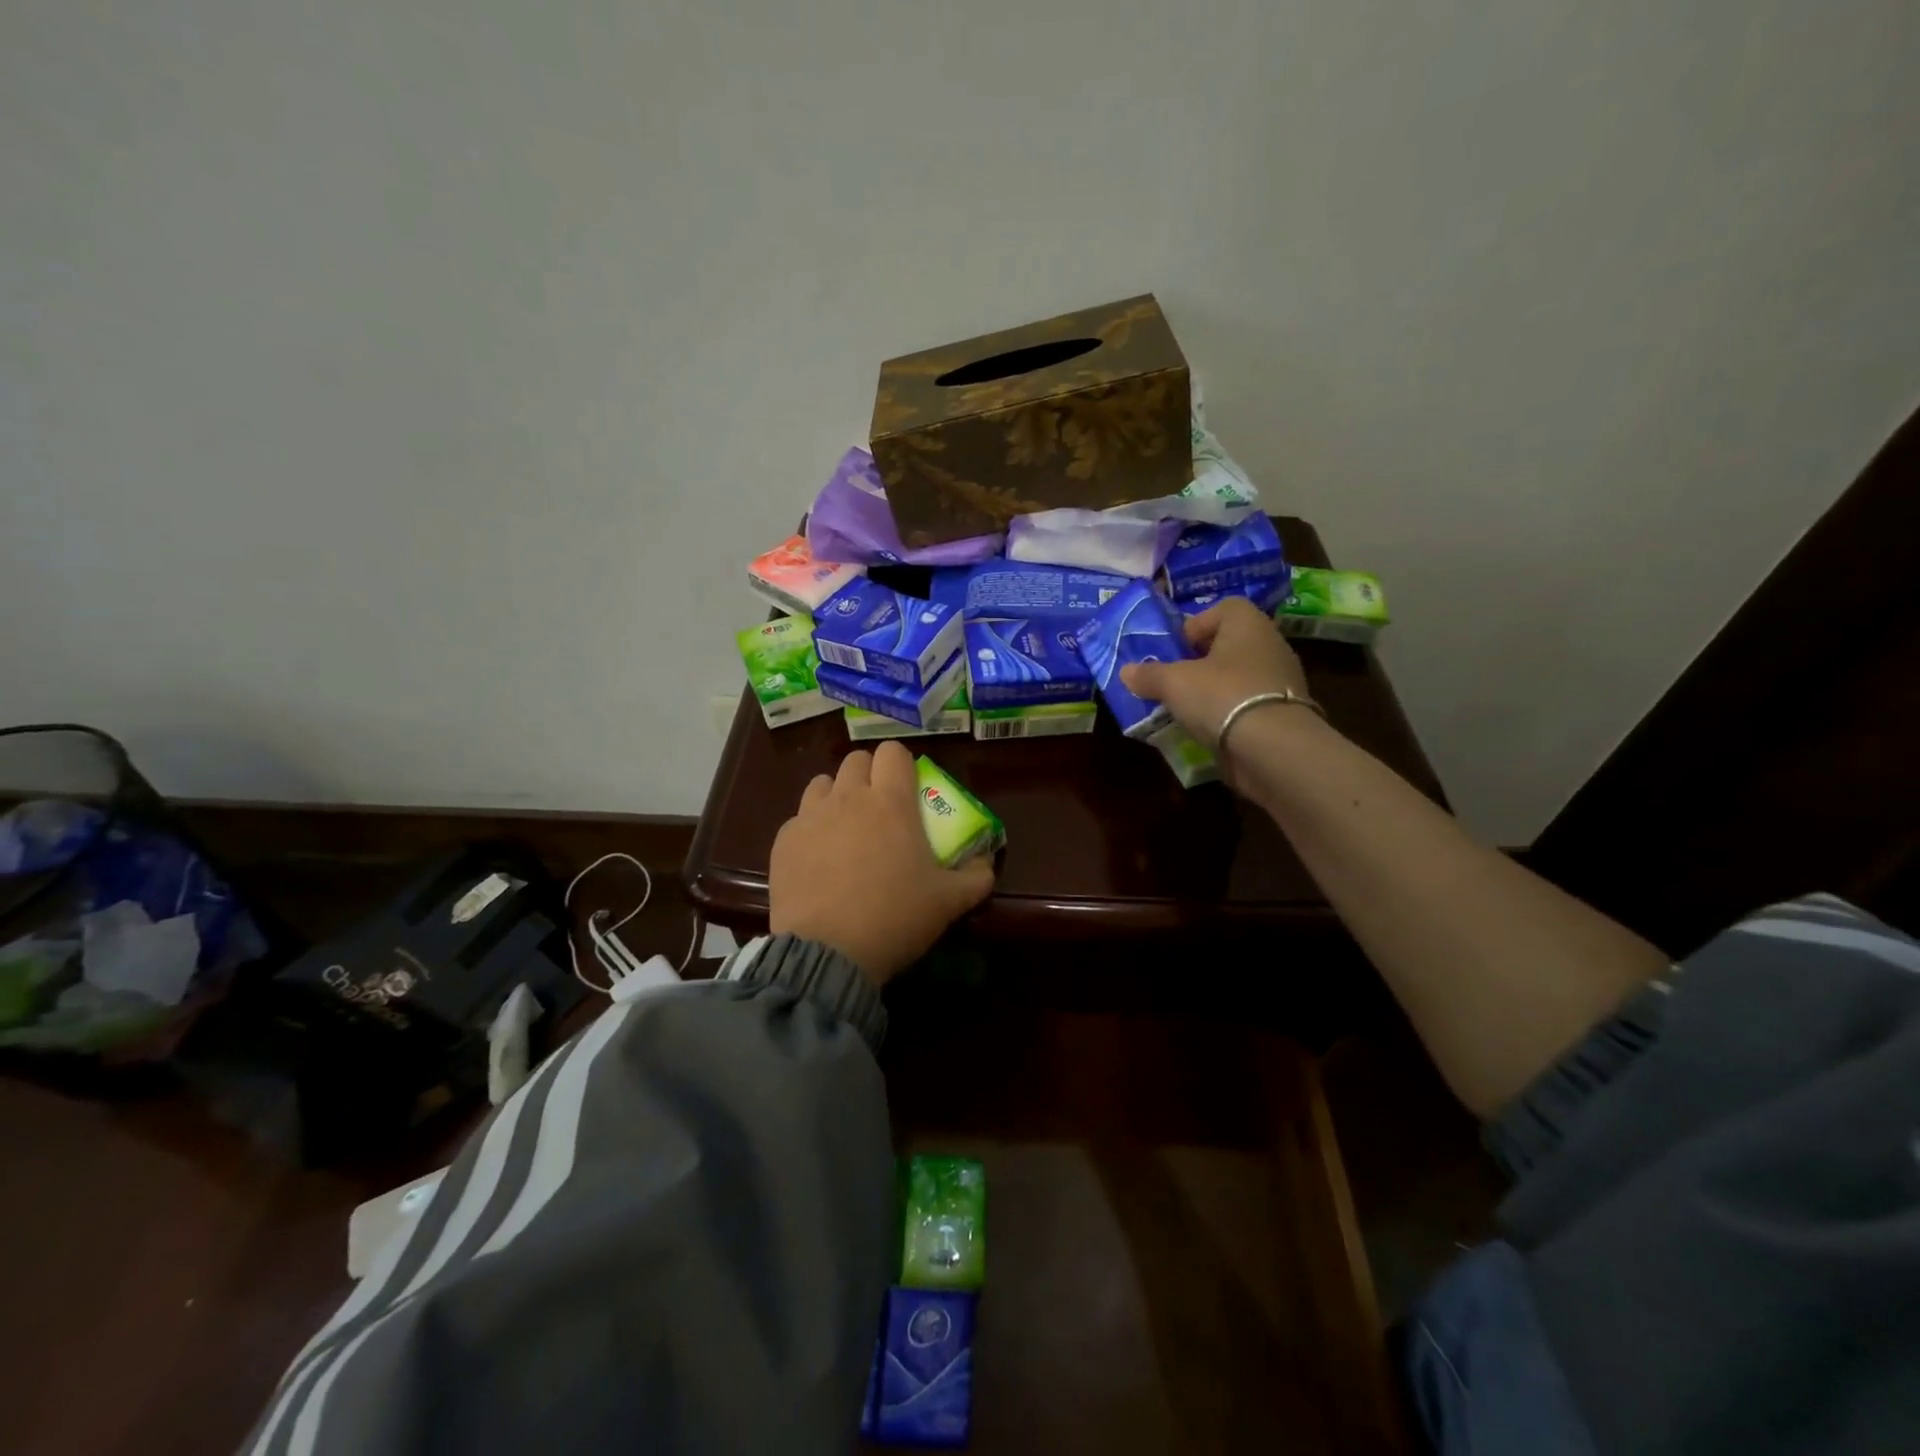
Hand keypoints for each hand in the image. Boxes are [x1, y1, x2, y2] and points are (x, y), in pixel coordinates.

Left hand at [768, 740, 995, 984]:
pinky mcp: (783, 840)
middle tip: (880, 808)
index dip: (902, 764)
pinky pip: (799, 818)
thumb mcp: (949, 902)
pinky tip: (818, 859)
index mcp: (891, 802)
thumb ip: (976, 876)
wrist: (827, 953)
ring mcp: (811, 816)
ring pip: (823, 783)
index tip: (908, 788)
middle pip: (856, 760)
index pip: (893, 752)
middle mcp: (849, 797)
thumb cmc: (894, 918)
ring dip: (837, 795)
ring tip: (845, 828)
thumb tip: (986, 862)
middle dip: (869, 775)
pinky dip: (811, 829)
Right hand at [1120, 596, 1311, 749]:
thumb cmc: (1221, 696)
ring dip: (1215, 688)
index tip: (1176, 650)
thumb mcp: (1173, 683)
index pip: (1224, 608)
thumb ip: (1149, 675)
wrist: (1273, 748)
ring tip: (1188, 709)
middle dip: (1201, 661)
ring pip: (1239, 676)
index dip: (1197, 625)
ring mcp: (1282, 680)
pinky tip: (1210, 730)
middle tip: (1176, 680)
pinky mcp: (1285, 713)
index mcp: (1248, 623)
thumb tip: (1126, 672)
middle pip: (1229, 644)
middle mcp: (1270, 644)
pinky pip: (1249, 704)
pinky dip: (1230, 713)